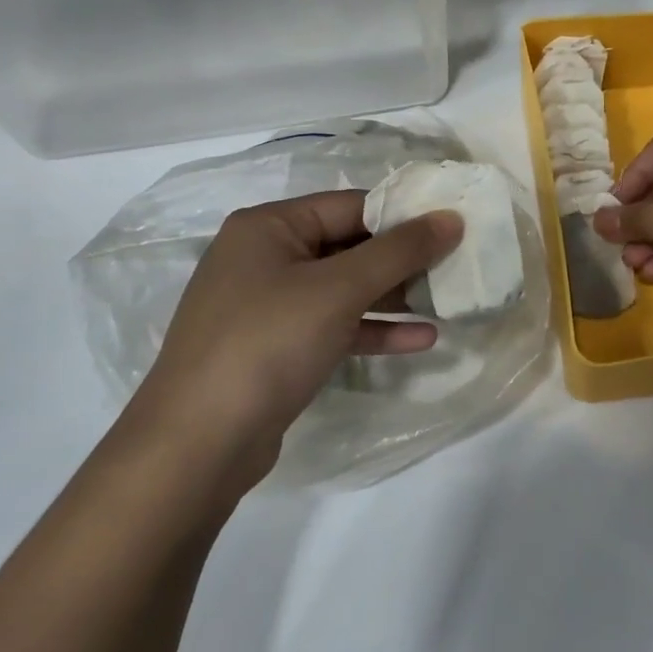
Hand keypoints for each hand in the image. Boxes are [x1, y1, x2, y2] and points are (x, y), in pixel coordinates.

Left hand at [130, 191, 461, 476]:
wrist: (197, 445)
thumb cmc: (267, 343)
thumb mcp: (339, 289)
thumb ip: (399, 251)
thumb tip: (451, 217)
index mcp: (268, 226)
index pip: (350, 206)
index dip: (403, 215)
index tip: (453, 227)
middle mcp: (264, 257)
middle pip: (348, 246)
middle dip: (401, 260)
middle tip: (455, 266)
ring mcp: (268, 306)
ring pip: (343, 289)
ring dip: (393, 298)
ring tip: (446, 302)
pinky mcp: (276, 349)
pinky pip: (333, 326)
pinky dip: (372, 330)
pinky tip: (420, 340)